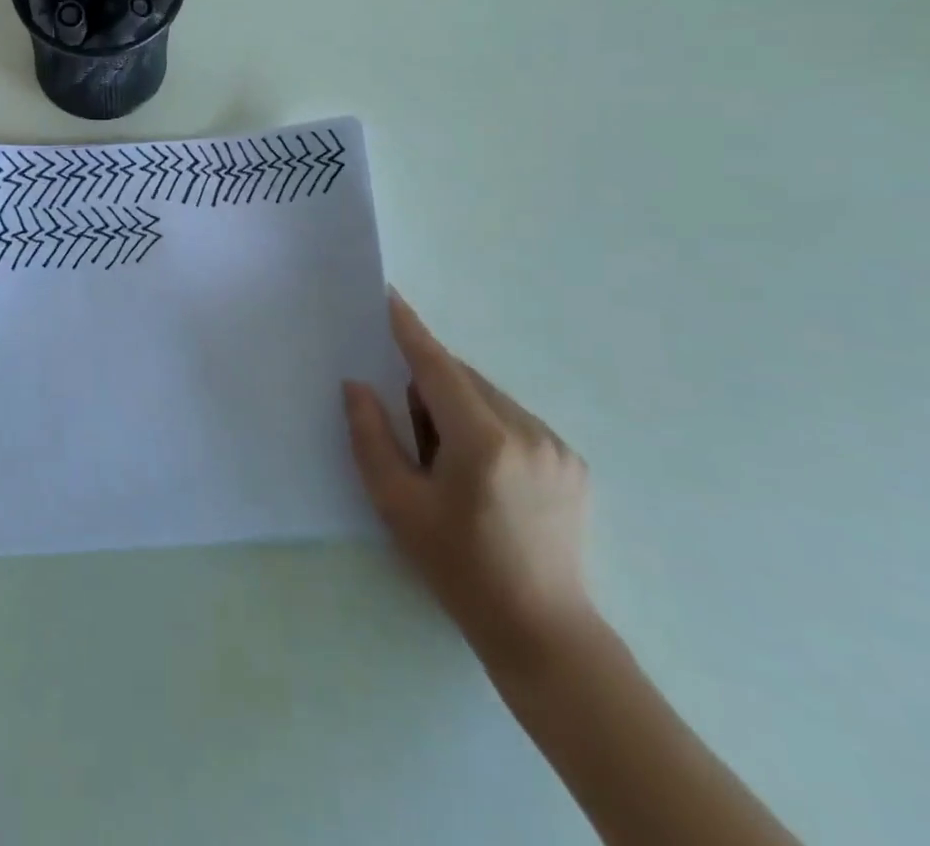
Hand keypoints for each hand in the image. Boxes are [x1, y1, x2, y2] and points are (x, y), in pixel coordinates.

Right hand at [343, 288, 596, 675]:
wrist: (543, 632)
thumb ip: (371, 436)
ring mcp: (556, 446)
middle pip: (463, 380)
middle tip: (411, 432)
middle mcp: (527, 431)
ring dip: (459, 407)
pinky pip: (514, 419)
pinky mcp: (572, 462)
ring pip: (489, 398)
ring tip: (446, 462)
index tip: (390, 297)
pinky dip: (487, 425)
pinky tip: (480, 473)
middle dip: (429, 387)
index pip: (437, 366)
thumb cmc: (459, 568)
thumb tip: (357, 385)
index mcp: (483, 441)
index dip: (410, 330)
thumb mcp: (398, 504)